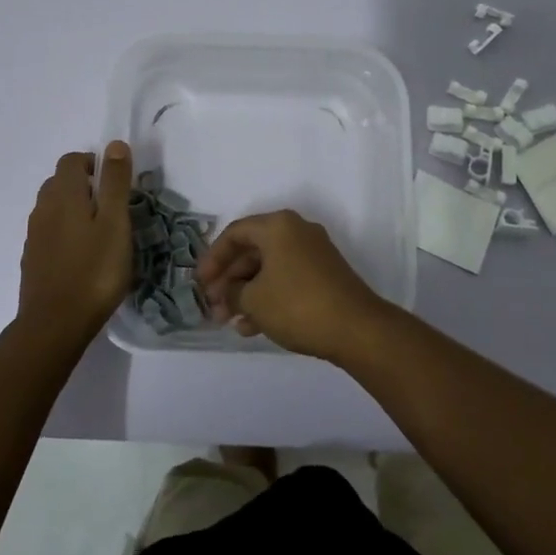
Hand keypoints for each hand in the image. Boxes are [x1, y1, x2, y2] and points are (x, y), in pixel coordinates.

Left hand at [17, 143, 133, 345]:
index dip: (93, 163)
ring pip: (52, 208)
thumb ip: (114, 182)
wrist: (55, 324)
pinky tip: (81, 256)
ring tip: (99, 233)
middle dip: (84, 185)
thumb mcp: (115, 223)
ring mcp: (34, 235)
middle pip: (59, 182)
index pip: (71, 160)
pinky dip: (64, 233)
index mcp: (63, 194)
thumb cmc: (94, 271)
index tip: (115, 183)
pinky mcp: (32, 260)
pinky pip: (48, 233)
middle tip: (111, 208)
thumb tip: (115, 144)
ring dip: (73, 209)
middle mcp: (43, 208)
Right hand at [195, 210, 387, 360]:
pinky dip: (267, 298)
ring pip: (268, 268)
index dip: (212, 258)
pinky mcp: (324, 275)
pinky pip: (285, 279)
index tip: (199, 283)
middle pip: (252, 250)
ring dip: (246, 293)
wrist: (357, 329)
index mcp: (278, 225)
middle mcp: (296, 231)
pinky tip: (251, 327)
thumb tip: (225, 294)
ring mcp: (313, 253)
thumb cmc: (297, 305)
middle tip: (212, 306)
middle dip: (229, 280)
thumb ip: (231, 293)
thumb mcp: (254, 300)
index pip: (234, 233)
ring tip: (228, 322)